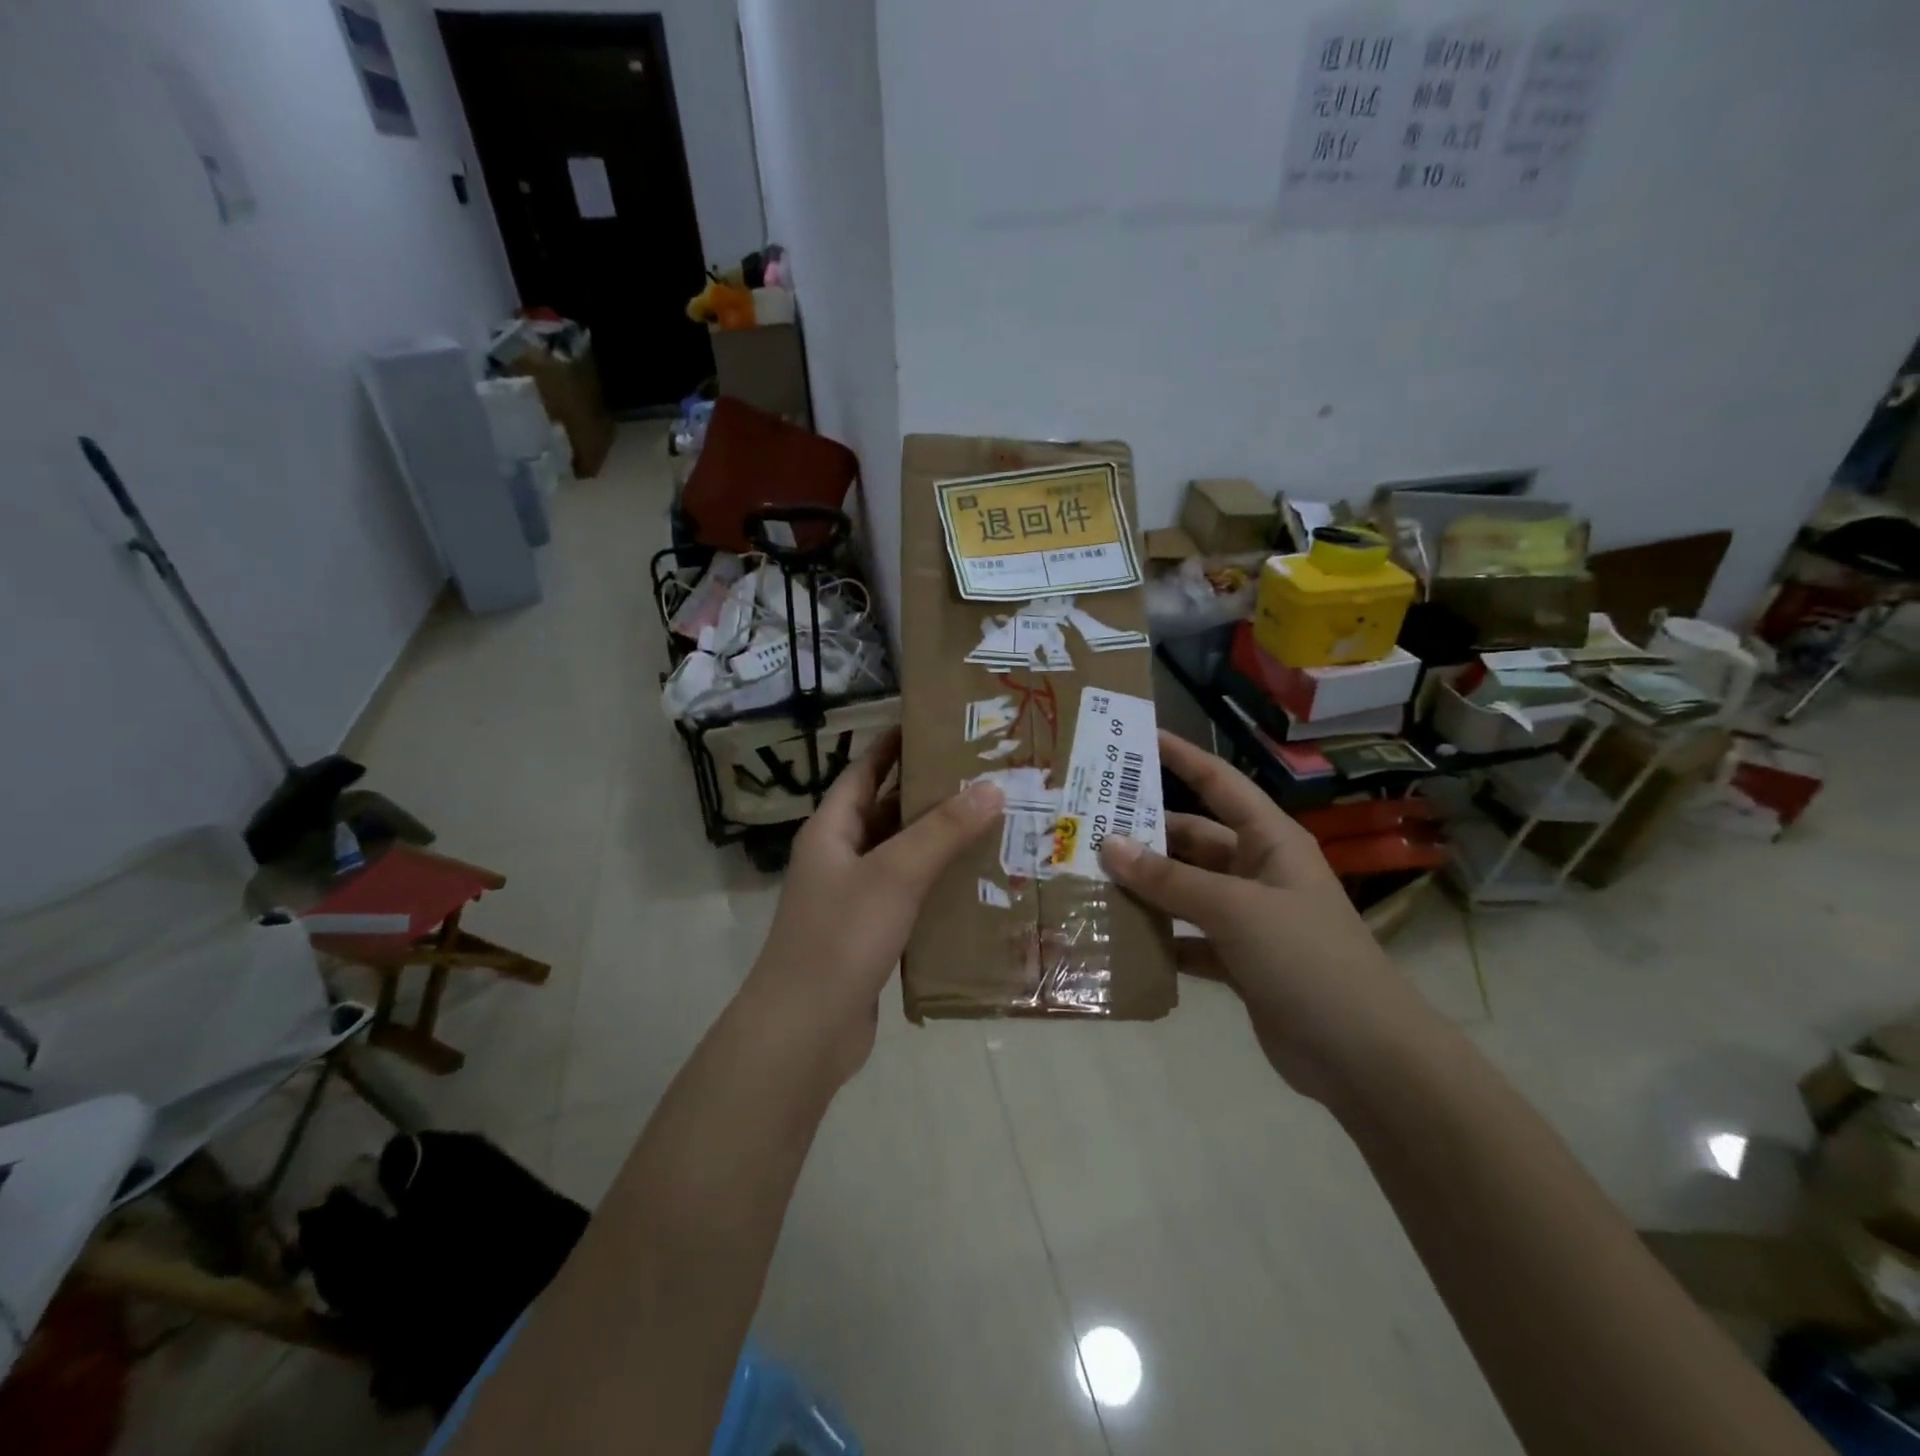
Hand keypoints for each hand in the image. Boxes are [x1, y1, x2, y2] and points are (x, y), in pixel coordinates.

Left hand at [747, 729, 1002, 1083]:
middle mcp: (840, 857)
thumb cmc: (842, 937)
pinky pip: (911, 897)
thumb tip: (992, 787)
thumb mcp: (895, 874)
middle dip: (932, 794)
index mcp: (832, 830)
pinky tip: (980, 884)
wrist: (806, 1032)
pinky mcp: (872, 935)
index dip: (896, 745)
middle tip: (987, 776)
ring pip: (903, 857)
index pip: (865, 770)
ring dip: (941, 842)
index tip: (940, 726)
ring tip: (996, 823)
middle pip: (888, 812)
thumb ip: (942, 830)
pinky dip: (940, 886)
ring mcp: (855, 898)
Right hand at [1100, 732, 1428, 1101]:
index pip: (1220, 783)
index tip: (1135, 740)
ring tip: (1088, 879)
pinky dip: (1159, 938)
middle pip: (1192, 840)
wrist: (1363, 1058)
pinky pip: (1188, 938)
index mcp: (1270, 842)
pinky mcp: (1239, 961)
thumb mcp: (1235, 910)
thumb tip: (1109, 845)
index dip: (1182, 757)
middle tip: (1086, 827)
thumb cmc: (1307, 960)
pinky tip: (1118, 938)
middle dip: (1145, 834)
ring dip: (1146, 888)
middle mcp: (1258, 872)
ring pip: (1185, 890)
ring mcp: (1249, 918)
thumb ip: (1170, 879)